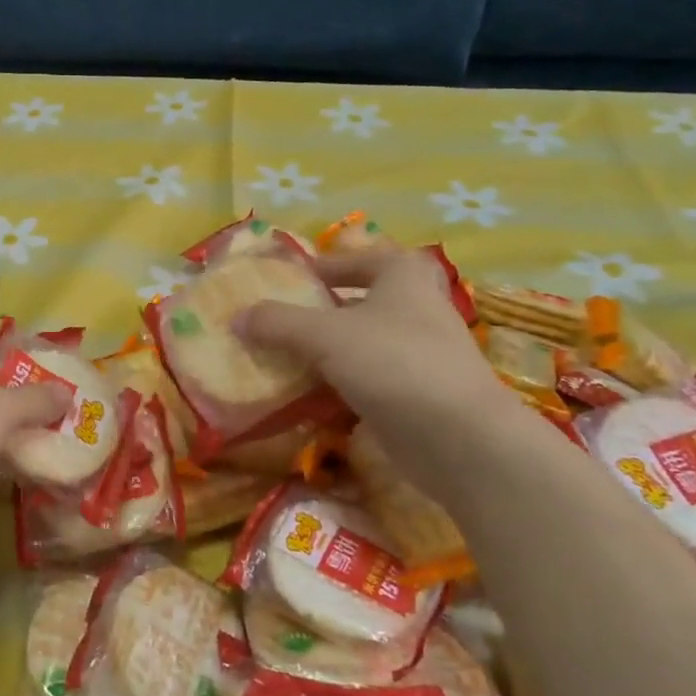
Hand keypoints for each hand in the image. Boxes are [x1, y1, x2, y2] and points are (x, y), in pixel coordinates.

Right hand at [237, 243, 515, 435]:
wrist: (458, 437)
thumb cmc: (393, 363)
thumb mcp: (324, 335)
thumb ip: (277, 322)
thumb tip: (237, 317)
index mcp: (403, 277)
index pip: (362, 258)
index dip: (327, 265)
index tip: (292, 279)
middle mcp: (418, 308)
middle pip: (365, 301)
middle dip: (327, 309)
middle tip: (288, 318)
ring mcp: (421, 354)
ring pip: (366, 343)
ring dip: (330, 350)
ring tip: (286, 358)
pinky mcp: (417, 394)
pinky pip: (370, 380)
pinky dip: (341, 384)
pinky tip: (310, 397)